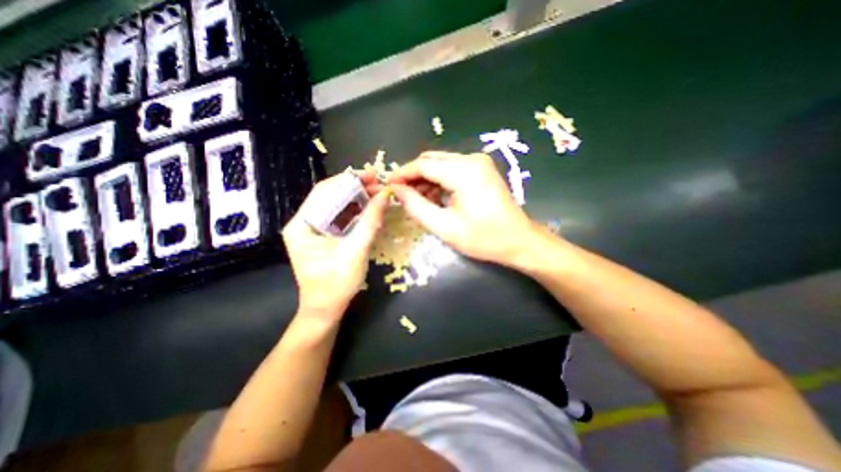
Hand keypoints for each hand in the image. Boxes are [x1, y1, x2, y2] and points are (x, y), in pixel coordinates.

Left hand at [282, 171, 387, 318]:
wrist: (327, 309)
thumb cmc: (337, 284)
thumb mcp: (356, 251)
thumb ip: (370, 221)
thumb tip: (385, 195)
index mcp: (302, 225)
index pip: (324, 192)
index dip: (349, 180)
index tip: (373, 174)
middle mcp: (304, 223)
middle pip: (330, 196)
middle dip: (356, 188)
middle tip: (379, 183)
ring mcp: (313, 229)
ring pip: (336, 205)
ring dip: (357, 198)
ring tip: (378, 192)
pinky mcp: (324, 235)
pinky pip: (340, 216)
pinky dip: (356, 210)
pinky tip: (370, 206)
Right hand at [390, 152, 534, 265]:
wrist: (519, 240)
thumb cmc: (483, 238)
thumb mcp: (444, 227)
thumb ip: (416, 206)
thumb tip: (396, 191)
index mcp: (464, 172)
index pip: (423, 165)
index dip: (402, 174)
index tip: (388, 186)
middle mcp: (472, 159)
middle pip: (431, 160)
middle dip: (413, 176)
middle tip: (401, 196)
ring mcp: (479, 162)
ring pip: (441, 164)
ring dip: (426, 179)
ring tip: (418, 200)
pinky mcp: (481, 169)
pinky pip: (452, 169)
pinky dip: (439, 181)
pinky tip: (435, 197)